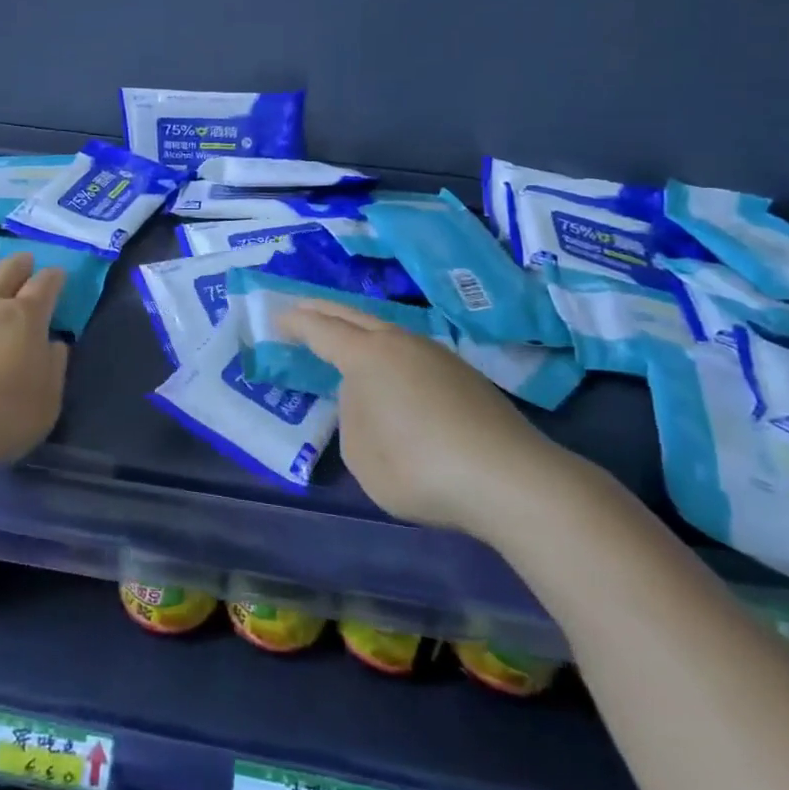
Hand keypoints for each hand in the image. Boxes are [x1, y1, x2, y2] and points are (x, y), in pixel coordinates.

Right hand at [280, 300, 586, 540]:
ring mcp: (437, 355)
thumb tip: (365, 397)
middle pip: (354, 317)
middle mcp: (401, 344)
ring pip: (387, 331)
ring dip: (359, 330)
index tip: (277, 318)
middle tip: (300, 309)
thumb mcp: (363, 455)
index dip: (296, 323)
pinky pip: (411, 351)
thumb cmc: (421, 468)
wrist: (511, 479)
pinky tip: (390, 372)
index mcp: (368, 357)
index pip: (321, 330)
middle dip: (323, 312)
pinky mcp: (464, 375)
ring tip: (343, 339)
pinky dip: (387, 352)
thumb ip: (352, 417)